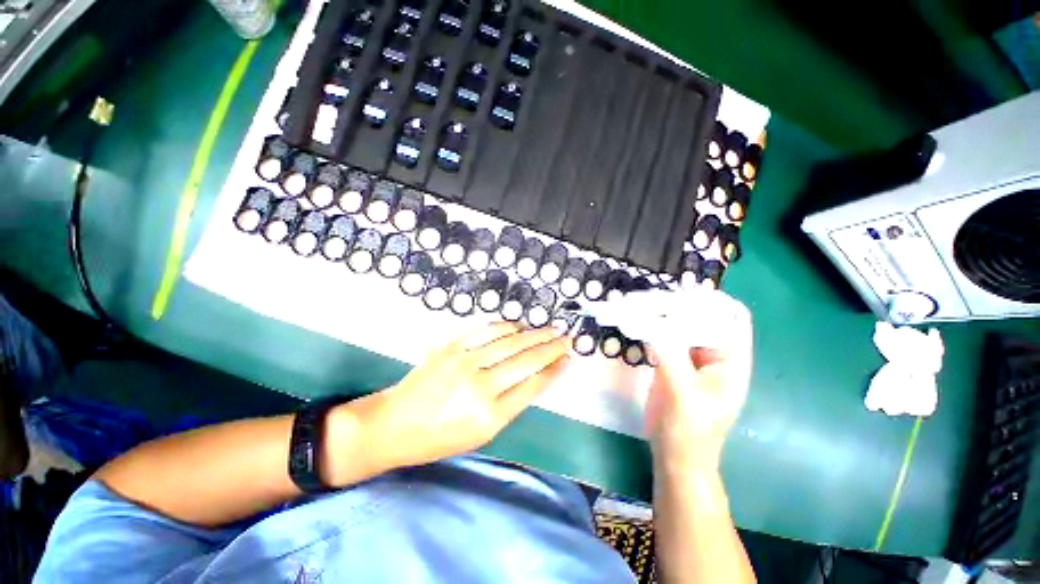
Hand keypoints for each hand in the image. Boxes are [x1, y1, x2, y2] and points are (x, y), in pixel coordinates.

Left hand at [338, 323, 569, 475]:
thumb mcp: (480, 435)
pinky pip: (485, 332)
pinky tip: (518, 326)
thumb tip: (533, 379)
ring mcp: (465, 363)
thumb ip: (509, 406)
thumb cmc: (438, 439)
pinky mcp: (451, 348)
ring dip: (533, 334)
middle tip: (566, 339)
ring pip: (509, 342)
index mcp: (490, 417)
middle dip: (551, 348)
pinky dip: (506, 327)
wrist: (393, 424)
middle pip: (526, 361)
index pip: (532, 386)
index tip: (567, 359)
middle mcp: (480, 387)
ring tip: (550, 329)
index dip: (553, 370)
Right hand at [645, 297, 752, 472]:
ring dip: (663, 314)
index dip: (713, 302)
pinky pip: (664, 337)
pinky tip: (636, 322)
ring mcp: (691, 358)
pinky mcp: (672, 363)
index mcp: (730, 361)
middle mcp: (714, 354)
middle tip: (652, 298)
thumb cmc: (689, 432)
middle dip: (680, 305)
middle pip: (703, 317)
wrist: (675, 457)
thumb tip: (650, 321)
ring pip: (681, 326)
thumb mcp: (682, 393)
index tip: (681, 294)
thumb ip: (669, 355)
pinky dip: (651, 327)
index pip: (732, 318)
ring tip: (640, 304)